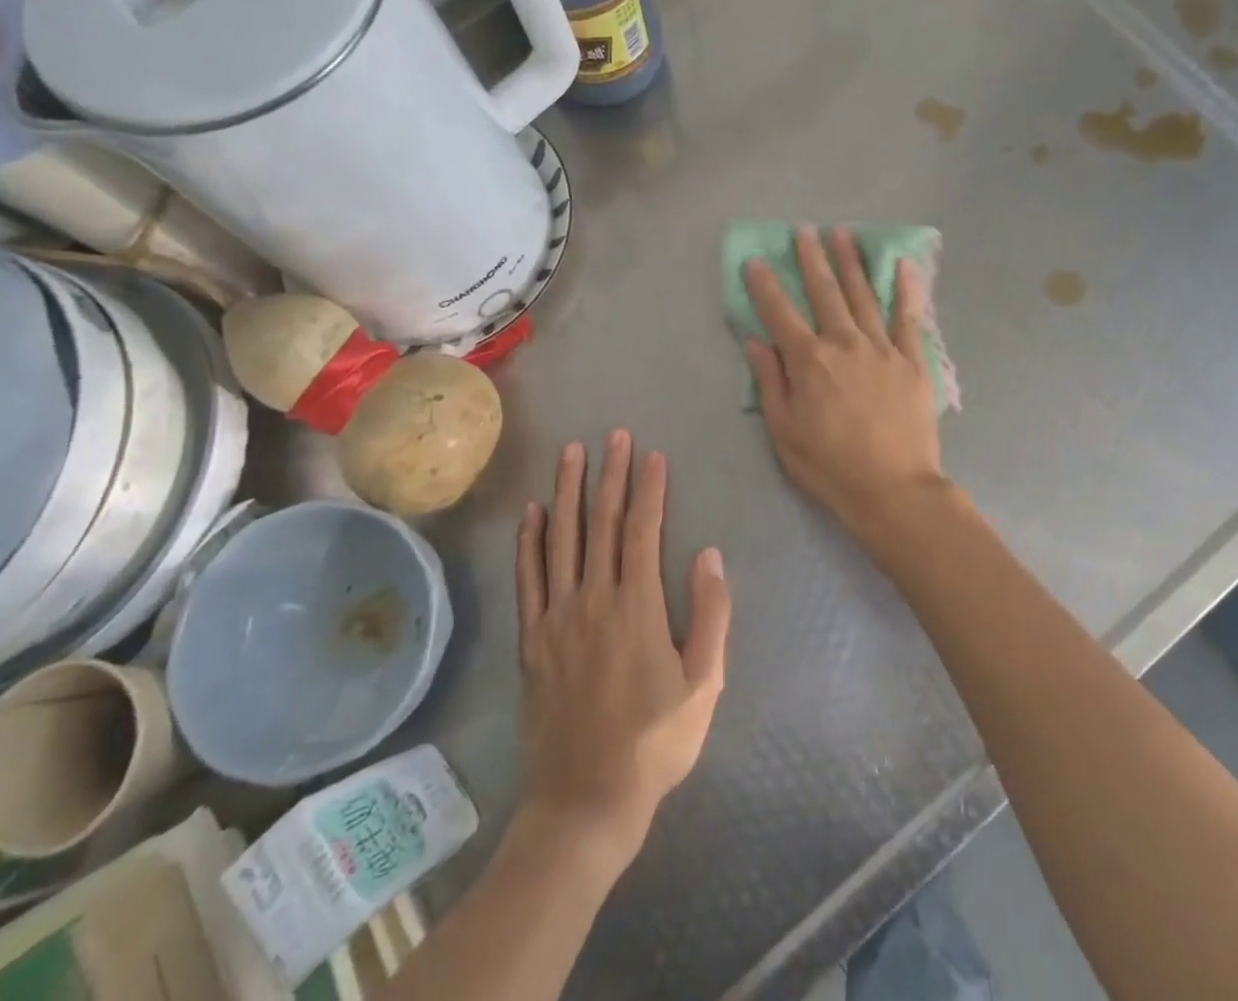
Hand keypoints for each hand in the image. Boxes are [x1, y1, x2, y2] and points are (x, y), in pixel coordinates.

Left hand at [514, 431, 730, 877]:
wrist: (584, 802)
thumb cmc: (655, 744)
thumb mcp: (704, 686)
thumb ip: (710, 616)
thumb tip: (709, 555)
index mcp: (637, 607)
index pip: (642, 530)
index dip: (648, 489)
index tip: (652, 455)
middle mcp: (593, 599)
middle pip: (601, 523)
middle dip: (609, 475)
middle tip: (614, 435)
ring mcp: (556, 617)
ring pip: (561, 539)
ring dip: (567, 491)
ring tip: (571, 452)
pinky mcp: (531, 639)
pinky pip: (527, 578)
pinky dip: (529, 541)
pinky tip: (532, 511)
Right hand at [743, 225, 945, 533]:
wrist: (893, 489)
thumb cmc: (830, 465)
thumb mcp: (784, 430)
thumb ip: (770, 381)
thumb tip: (755, 340)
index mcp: (810, 360)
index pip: (780, 313)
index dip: (765, 285)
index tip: (755, 260)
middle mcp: (845, 343)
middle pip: (825, 292)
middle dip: (812, 258)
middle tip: (804, 230)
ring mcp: (882, 348)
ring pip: (863, 295)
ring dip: (851, 262)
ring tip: (842, 233)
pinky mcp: (913, 361)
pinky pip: (908, 317)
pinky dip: (905, 290)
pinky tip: (902, 265)